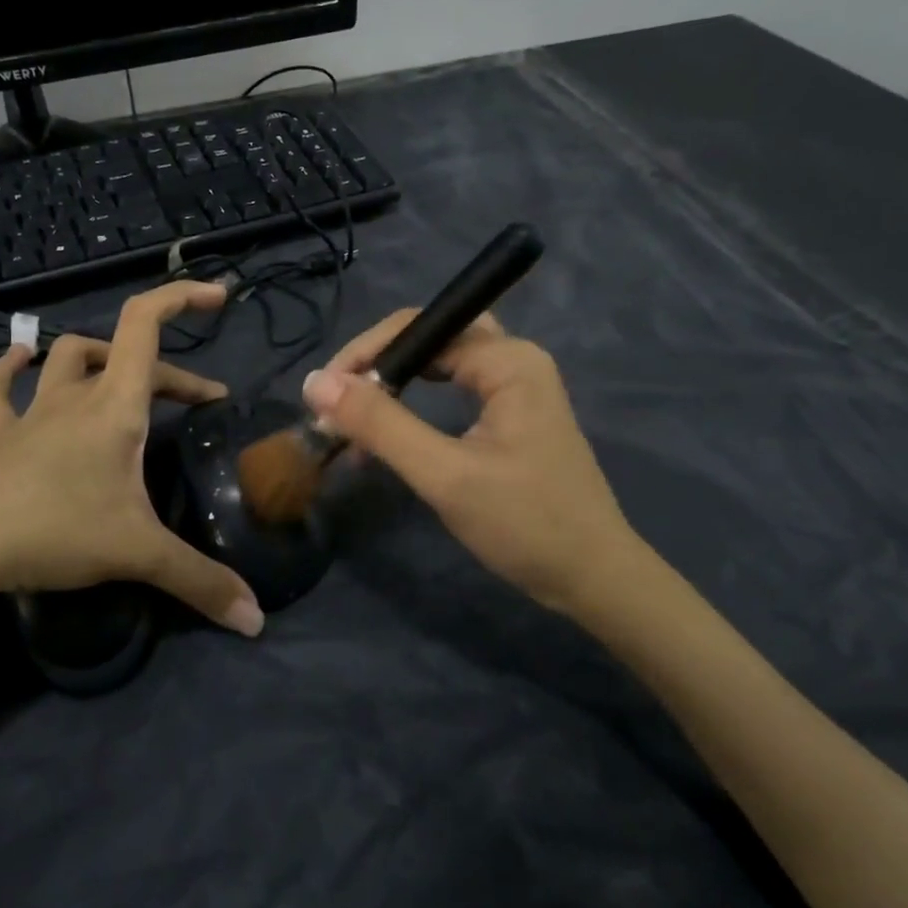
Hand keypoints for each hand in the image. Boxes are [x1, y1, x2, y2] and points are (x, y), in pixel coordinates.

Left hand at [0, 282, 263, 637]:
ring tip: (124, 374)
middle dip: (173, 373)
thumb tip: (256, 619)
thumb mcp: (137, 553)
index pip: (146, 324)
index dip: (181, 297)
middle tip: (203, 402)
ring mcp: (31, 414)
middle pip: (126, 356)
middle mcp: (74, 397)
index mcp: (114, 405)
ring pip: (66, 360)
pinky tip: (19, 362)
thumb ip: (200, 581)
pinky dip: (11, 372)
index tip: (217, 297)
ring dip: (100, 358)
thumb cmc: (53, 529)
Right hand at [302, 310, 650, 619]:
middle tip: (335, 403)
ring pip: (436, 368)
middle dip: (376, 367)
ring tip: (349, 421)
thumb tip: (315, 383)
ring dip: (391, 389)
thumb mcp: (444, 475)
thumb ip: (380, 425)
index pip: (418, 328)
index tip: (323, 395)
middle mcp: (512, 360)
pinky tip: (385, 436)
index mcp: (507, 360)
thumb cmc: (525, 524)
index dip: (364, 354)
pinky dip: (412, 409)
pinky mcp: (509, 415)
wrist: (593, 580)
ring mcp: (514, 387)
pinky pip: (450, 392)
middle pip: (427, 340)